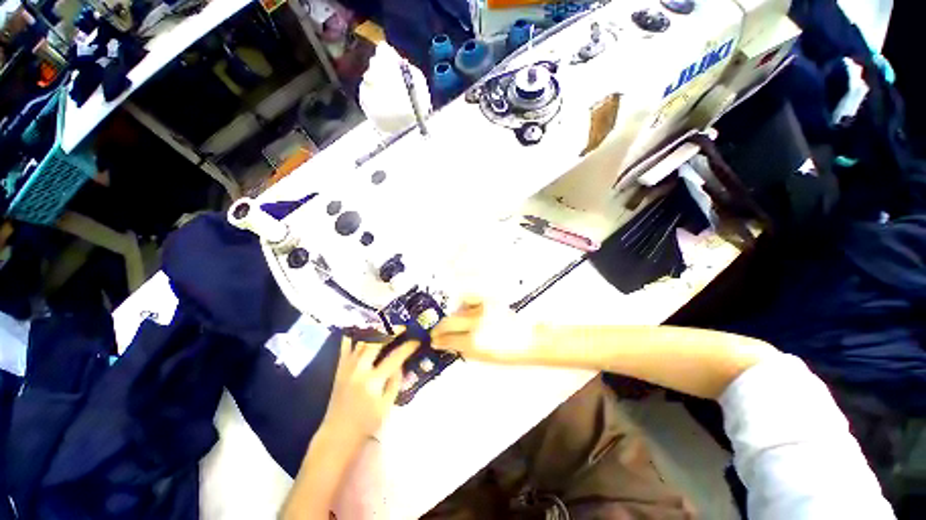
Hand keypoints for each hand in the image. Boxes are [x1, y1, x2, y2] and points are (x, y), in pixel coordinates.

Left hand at [319, 334, 418, 446]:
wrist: (337, 434)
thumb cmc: (366, 424)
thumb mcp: (387, 406)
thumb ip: (395, 381)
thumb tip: (401, 362)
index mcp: (373, 382)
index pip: (395, 357)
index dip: (408, 346)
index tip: (417, 340)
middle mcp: (359, 370)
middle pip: (377, 341)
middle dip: (392, 330)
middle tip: (403, 327)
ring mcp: (347, 366)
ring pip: (361, 340)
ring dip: (375, 329)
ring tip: (387, 324)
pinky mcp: (340, 367)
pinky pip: (345, 345)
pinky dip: (353, 334)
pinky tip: (362, 327)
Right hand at [431, 297, 534, 362]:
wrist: (528, 340)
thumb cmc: (507, 354)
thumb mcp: (482, 358)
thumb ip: (461, 349)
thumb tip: (445, 344)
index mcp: (474, 341)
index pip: (448, 339)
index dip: (438, 341)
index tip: (434, 341)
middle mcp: (475, 323)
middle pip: (448, 322)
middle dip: (439, 328)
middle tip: (436, 333)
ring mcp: (482, 309)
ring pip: (457, 311)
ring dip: (451, 319)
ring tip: (451, 325)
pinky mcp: (488, 301)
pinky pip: (469, 302)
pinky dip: (463, 307)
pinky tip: (463, 312)